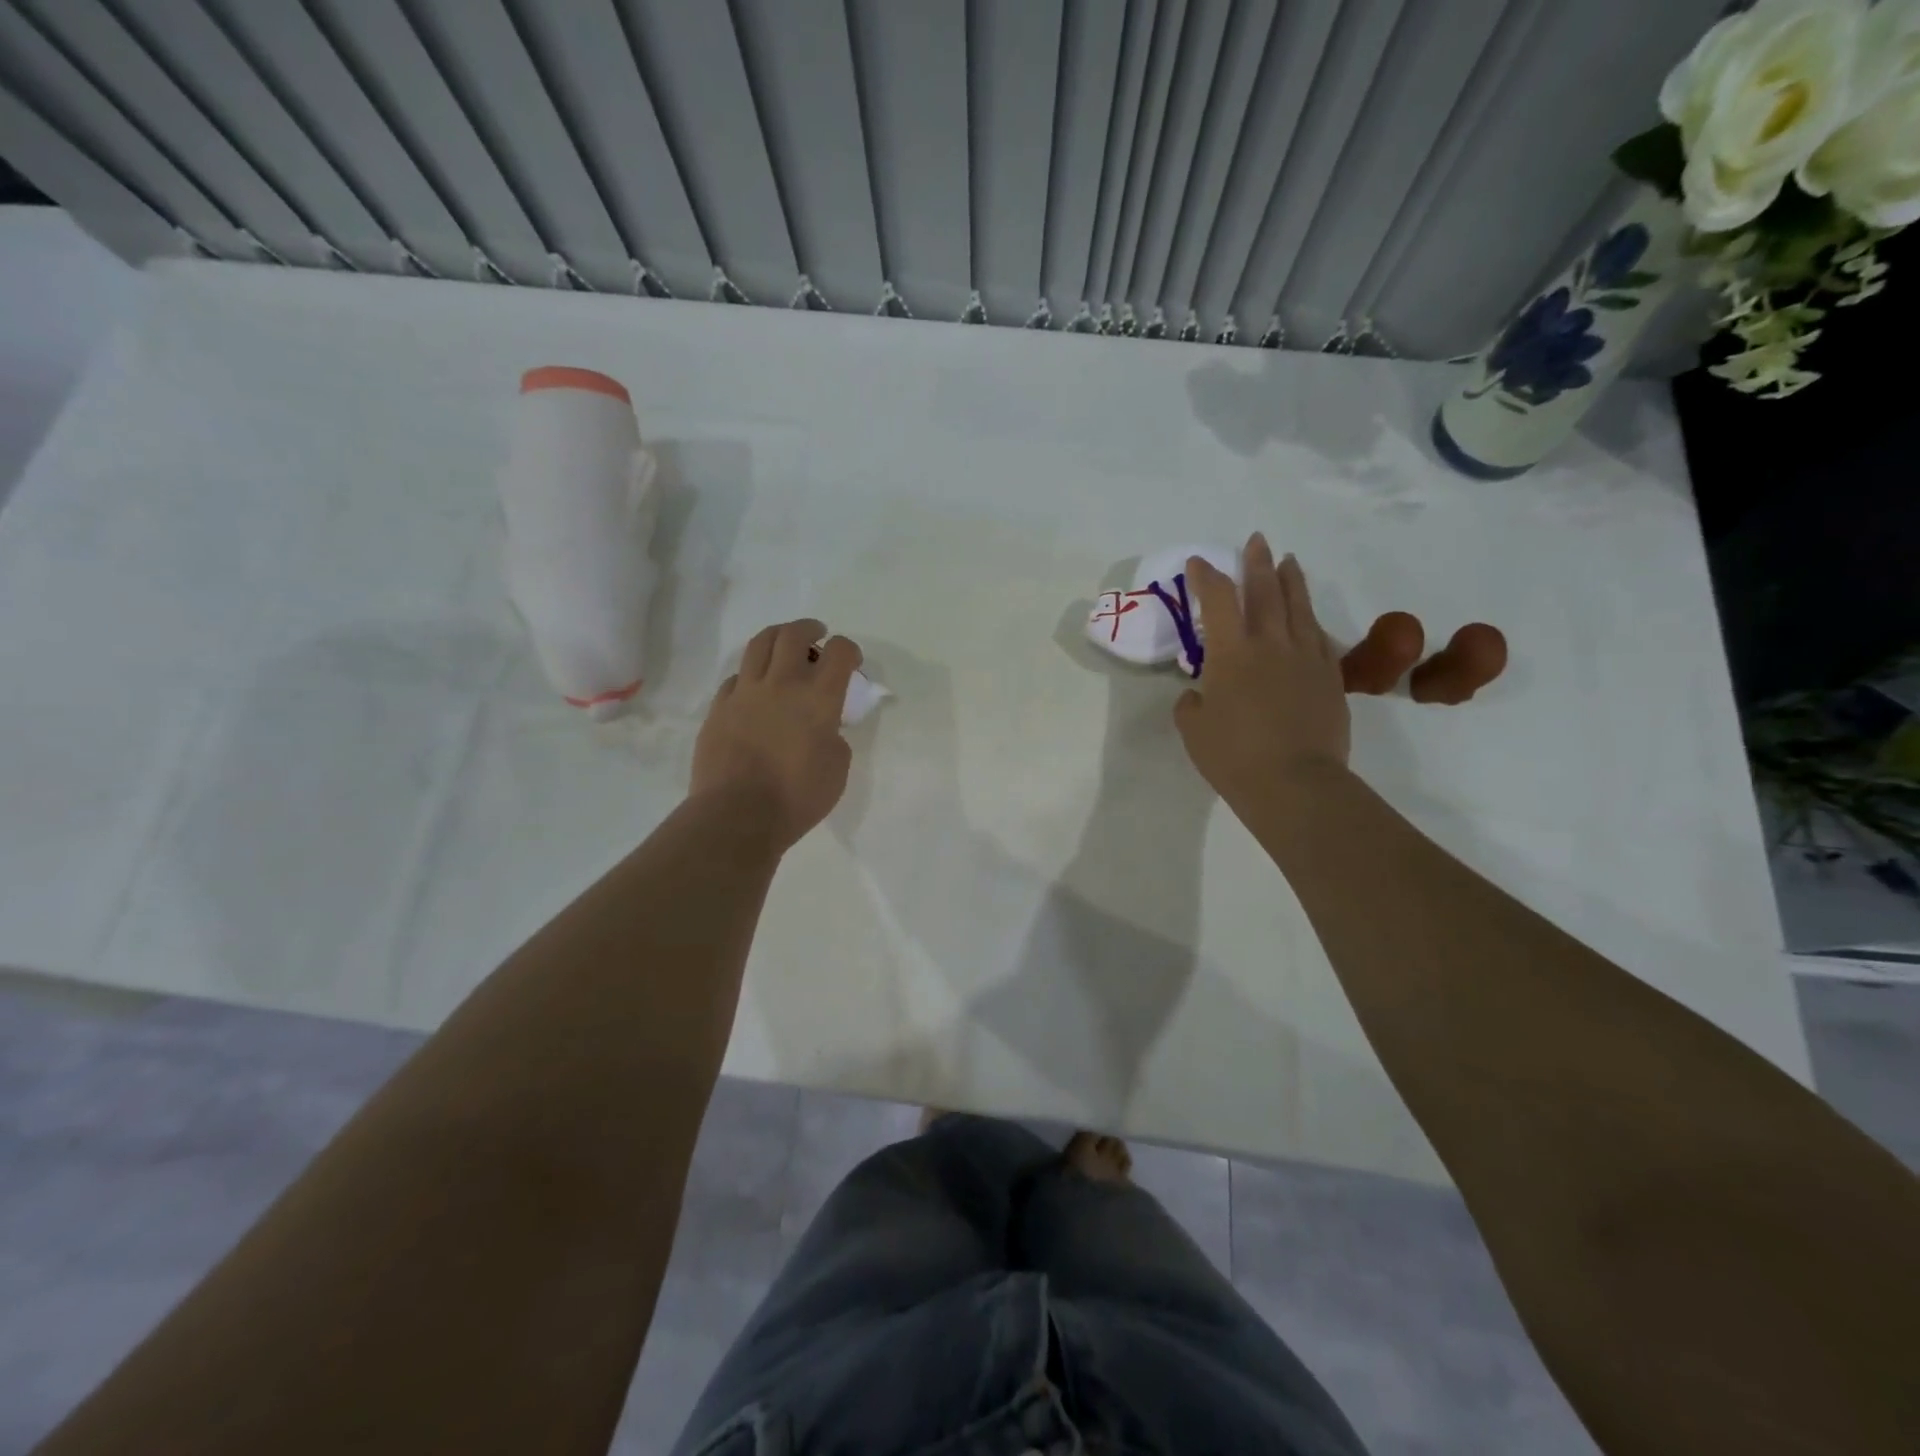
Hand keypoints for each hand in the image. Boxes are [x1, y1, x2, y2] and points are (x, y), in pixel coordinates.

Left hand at [691, 620, 860, 850]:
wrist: (737, 815)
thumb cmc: (797, 798)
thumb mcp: (837, 770)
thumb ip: (835, 739)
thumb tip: (824, 729)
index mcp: (818, 698)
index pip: (839, 653)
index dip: (849, 650)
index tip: (852, 662)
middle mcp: (782, 684)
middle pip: (794, 635)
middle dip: (810, 629)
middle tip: (817, 636)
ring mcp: (745, 693)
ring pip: (759, 644)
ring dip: (777, 637)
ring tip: (784, 645)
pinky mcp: (719, 708)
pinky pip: (736, 678)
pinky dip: (751, 675)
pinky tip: (755, 688)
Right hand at [1176, 534, 1350, 805]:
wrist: (1294, 782)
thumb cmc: (1233, 756)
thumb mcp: (1193, 729)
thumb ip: (1193, 703)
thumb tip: (1200, 694)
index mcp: (1231, 653)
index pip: (1217, 600)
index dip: (1207, 577)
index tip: (1199, 563)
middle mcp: (1270, 644)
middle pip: (1265, 592)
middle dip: (1257, 563)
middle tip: (1256, 541)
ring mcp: (1305, 658)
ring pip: (1299, 608)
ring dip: (1291, 581)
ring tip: (1288, 561)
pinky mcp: (1329, 677)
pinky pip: (1320, 637)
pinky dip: (1311, 620)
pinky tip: (1309, 616)